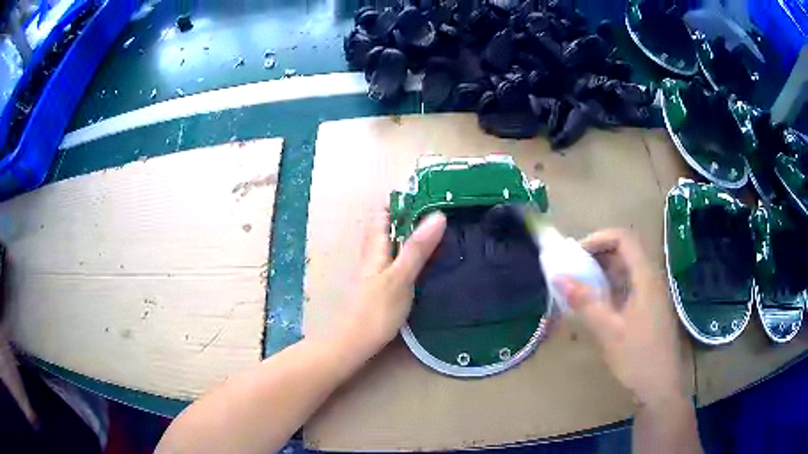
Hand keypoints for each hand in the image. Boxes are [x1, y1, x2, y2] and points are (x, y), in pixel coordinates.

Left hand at [339, 208, 445, 356]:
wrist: (355, 342)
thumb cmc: (376, 310)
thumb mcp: (400, 277)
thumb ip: (417, 248)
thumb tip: (437, 216)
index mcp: (376, 247)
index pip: (383, 212)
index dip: (400, 200)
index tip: (426, 193)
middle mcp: (374, 254)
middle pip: (388, 227)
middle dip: (410, 216)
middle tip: (440, 212)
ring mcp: (376, 271)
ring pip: (393, 244)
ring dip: (412, 235)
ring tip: (439, 232)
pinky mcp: (382, 286)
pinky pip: (397, 261)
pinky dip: (411, 254)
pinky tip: (427, 262)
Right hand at [557, 229, 684, 407]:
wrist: (660, 387)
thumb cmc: (637, 358)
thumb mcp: (608, 331)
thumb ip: (585, 302)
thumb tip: (558, 277)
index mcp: (645, 277)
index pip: (624, 238)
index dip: (599, 238)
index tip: (576, 254)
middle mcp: (651, 279)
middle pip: (625, 251)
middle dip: (597, 254)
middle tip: (573, 270)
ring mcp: (652, 294)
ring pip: (627, 270)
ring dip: (603, 272)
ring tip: (580, 286)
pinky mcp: (649, 309)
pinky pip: (629, 286)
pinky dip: (611, 287)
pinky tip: (597, 305)